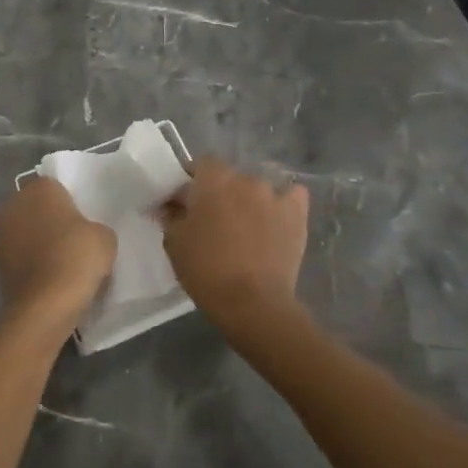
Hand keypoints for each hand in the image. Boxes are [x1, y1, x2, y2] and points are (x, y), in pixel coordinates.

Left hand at [0, 177, 115, 339]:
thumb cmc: (77, 257)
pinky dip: (30, 263)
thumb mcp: (105, 237)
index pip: (56, 187)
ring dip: (37, 242)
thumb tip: (85, 235)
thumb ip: (94, 227)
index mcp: (40, 188)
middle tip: (73, 241)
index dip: (70, 204)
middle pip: (36, 208)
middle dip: (50, 221)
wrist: (45, 304)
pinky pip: (19, 256)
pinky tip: (48, 278)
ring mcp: (0, 233)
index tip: (83, 223)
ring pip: (25, 232)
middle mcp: (14, 204)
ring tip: (61, 263)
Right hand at [161, 157, 310, 339]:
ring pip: (256, 189)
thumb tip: (170, 205)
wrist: (253, 303)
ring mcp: (275, 195)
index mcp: (213, 180)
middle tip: (211, 220)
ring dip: (248, 201)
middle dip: (219, 193)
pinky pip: (291, 197)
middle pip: (229, 177)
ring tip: (244, 228)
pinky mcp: (297, 214)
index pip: (200, 164)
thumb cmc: (206, 270)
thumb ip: (170, 216)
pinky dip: (283, 204)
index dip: (192, 180)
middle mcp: (246, 178)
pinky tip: (275, 220)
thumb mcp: (174, 242)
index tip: (185, 201)